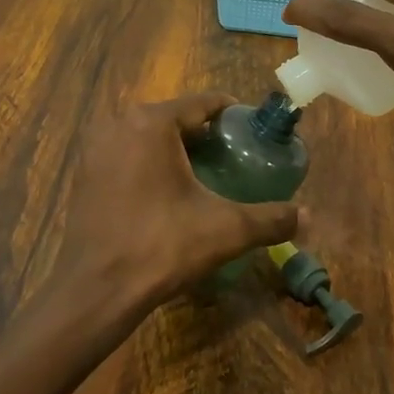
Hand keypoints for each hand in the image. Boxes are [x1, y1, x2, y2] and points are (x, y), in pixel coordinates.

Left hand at [45, 94, 301, 330]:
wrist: (96, 290)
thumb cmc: (161, 247)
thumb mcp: (225, 230)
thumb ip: (270, 219)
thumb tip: (308, 216)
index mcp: (152, 122)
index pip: (202, 103)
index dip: (232, 115)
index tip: (253, 133)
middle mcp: (119, 122)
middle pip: (174, 117)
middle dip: (205, 134)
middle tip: (234, 158)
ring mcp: (96, 146)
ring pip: (148, 136)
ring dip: (176, 148)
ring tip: (205, 175)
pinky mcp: (84, 171)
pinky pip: (127, 153)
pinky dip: (149, 163)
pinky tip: (167, 192)